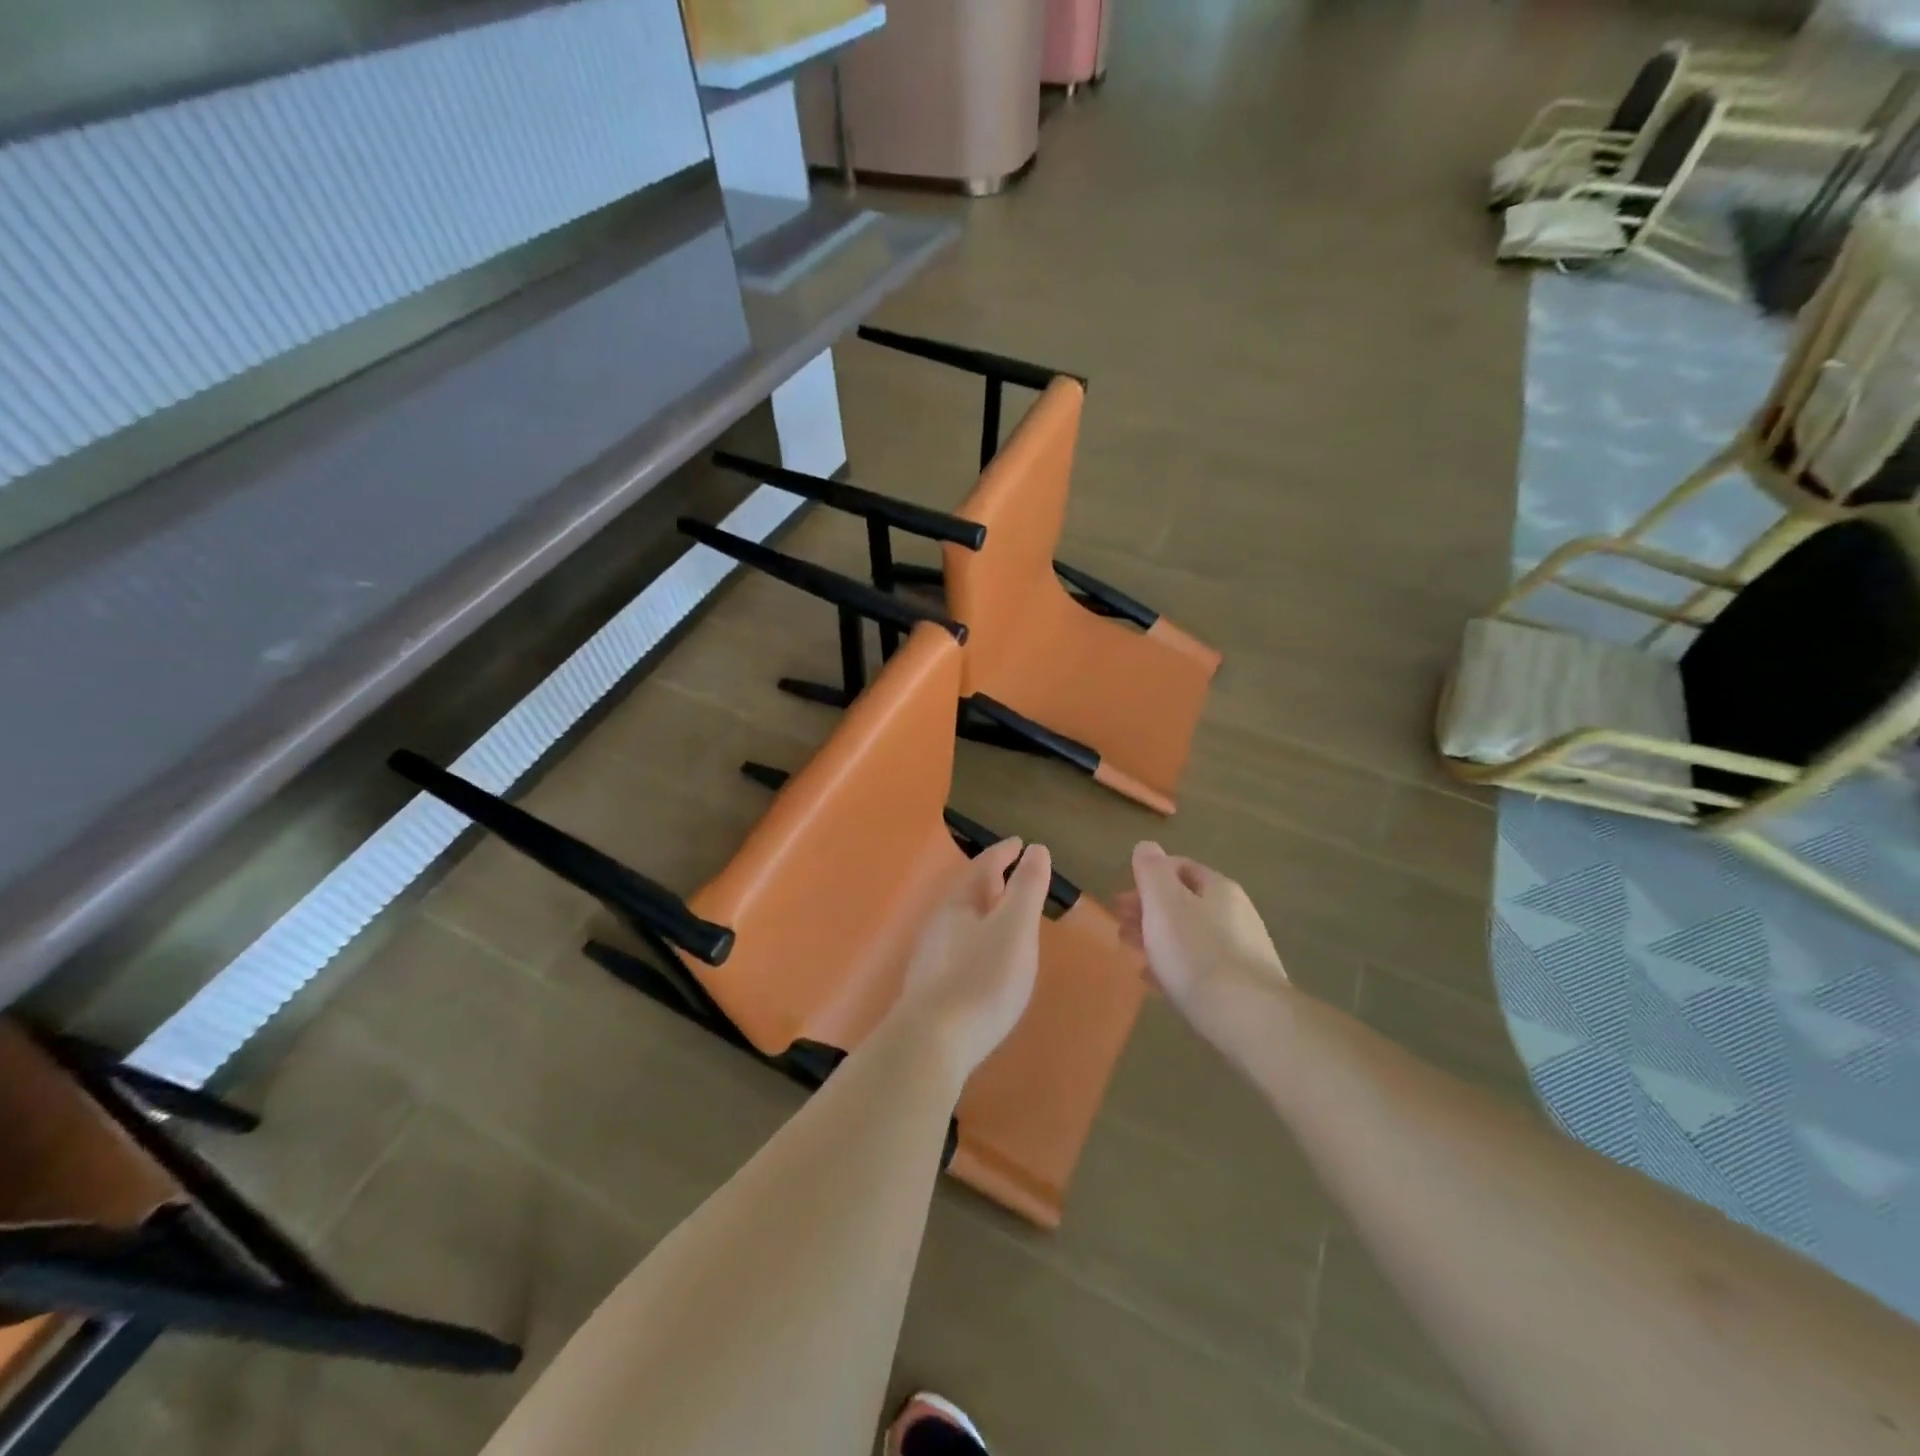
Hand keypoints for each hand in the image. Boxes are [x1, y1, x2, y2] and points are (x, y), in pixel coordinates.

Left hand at [895, 838, 1051, 1078]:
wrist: (931, 1043)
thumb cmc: (981, 979)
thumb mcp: (1014, 928)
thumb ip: (1026, 888)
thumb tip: (1035, 849)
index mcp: (959, 904)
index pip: (983, 867)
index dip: (1004, 853)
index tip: (1020, 843)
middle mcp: (940, 924)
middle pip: (969, 893)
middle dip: (993, 881)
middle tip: (1015, 876)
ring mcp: (931, 957)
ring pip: (962, 922)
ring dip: (984, 913)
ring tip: (1006, 917)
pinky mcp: (931, 988)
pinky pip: (959, 949)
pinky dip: (978, 941)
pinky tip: (985, 961)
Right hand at [1116, 842, 1288, 1054]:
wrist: (1248, 1018)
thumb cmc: (1196, 952)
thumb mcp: (1163, 902)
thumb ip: (1151, 870)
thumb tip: (1147, 846)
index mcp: (1218, 888)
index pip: (1180, 867)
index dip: (1147, 877)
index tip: (1121, 898)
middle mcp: (1235, 913)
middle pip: (1185, 903)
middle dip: (1149, 911)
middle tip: (1121, 926)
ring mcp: (1242, 951)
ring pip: (1190, 936)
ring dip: (1159, 939)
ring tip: (1133, 953)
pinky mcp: (1242, 986)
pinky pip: (1200, 967)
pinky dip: (1175, 966)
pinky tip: (1157, 982)